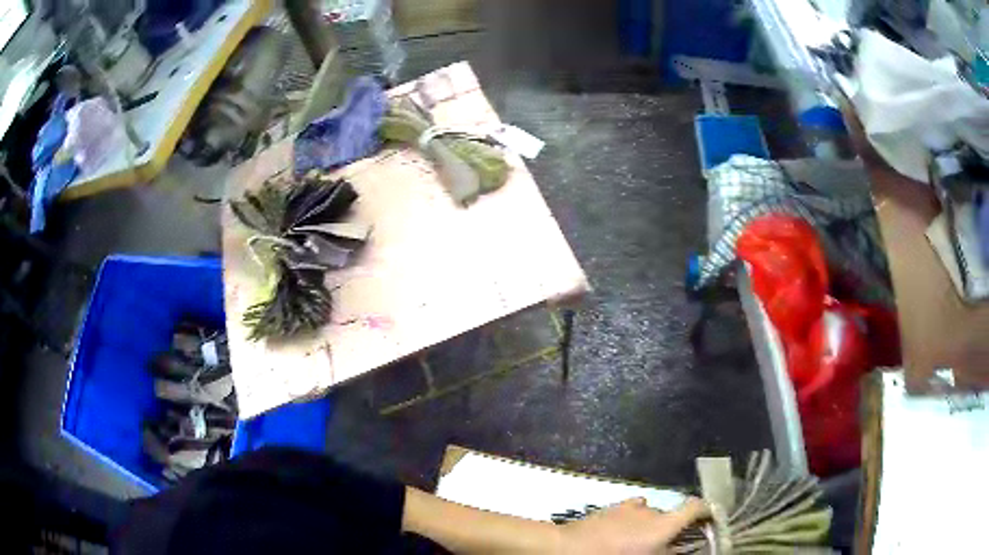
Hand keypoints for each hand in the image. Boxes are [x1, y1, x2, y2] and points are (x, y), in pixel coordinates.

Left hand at [557, 497, 709, 554]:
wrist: (568, 549)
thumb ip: (664, 552)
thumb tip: (673, 549)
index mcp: (663, 526)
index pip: (695, 508)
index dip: (706, 510)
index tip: (711, 518)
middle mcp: (651, 511)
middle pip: (671, 516)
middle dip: (670, 530)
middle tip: (663, 546)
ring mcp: (630, 507)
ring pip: (650, 515)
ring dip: (650, 526)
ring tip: (638, 543)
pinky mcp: (611, 508)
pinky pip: (631, 511)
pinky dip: (633, 520)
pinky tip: (622, 532)